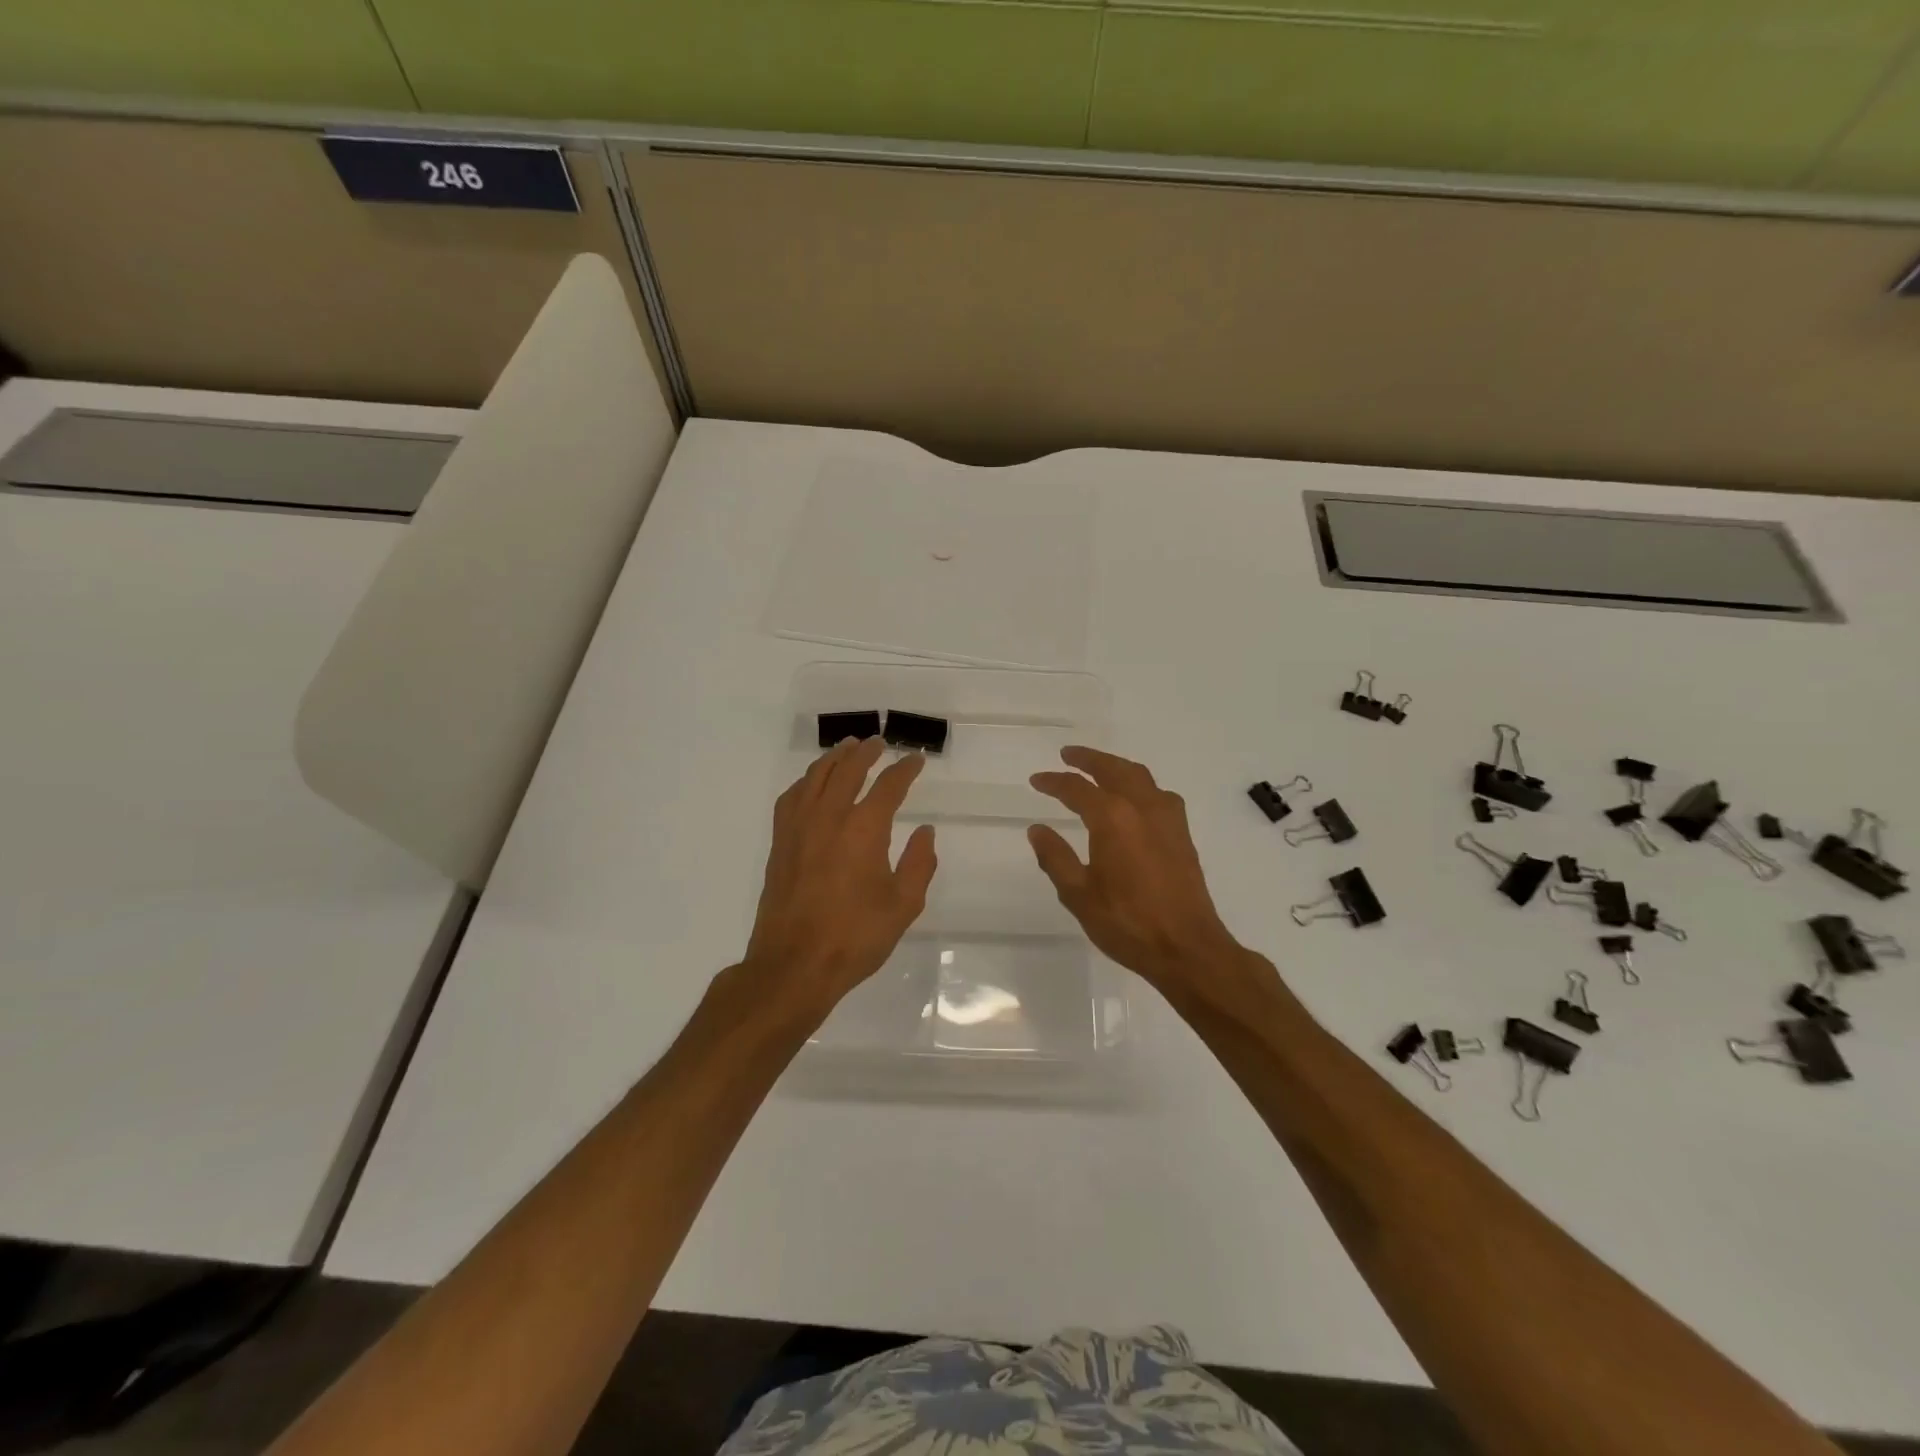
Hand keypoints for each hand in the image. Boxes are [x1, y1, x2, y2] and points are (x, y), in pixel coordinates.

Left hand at [743, 735, 936, 1015]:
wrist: (794, 965)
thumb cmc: (855, 937)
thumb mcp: (903, 905)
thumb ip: (918, 864)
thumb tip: (925, 832)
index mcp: (864, 829)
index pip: (889, 786)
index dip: (905, 770)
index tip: (916, 760)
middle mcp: (829, 817)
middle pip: (847, 769)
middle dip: (866, 752)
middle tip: (878, 742)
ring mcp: (799, 828)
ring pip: (815, 777)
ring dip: (834, 758)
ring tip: (846, 749)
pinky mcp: (780, 843)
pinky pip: (791, 798)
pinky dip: (805, 782)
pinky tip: (810, 785)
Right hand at [1029, 747, 1254, 997]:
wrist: (1187, 948)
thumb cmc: (1127, 923)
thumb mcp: (1079, 894)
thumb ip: (1055, 858)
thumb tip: (1037, 829)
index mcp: (1113, 819)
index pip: (1076, 789)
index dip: (1053, 782)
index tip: (1037, 780)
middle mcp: (1142, 807)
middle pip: (1113, 769)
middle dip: (1088, 759)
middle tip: (1067, 754)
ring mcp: (1168, 818)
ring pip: (1140, 776)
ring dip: (1116, 766)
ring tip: (1098, 768)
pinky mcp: (1182, 834)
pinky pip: (1158, 793)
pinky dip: (1139, 784)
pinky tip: (1135, 798)